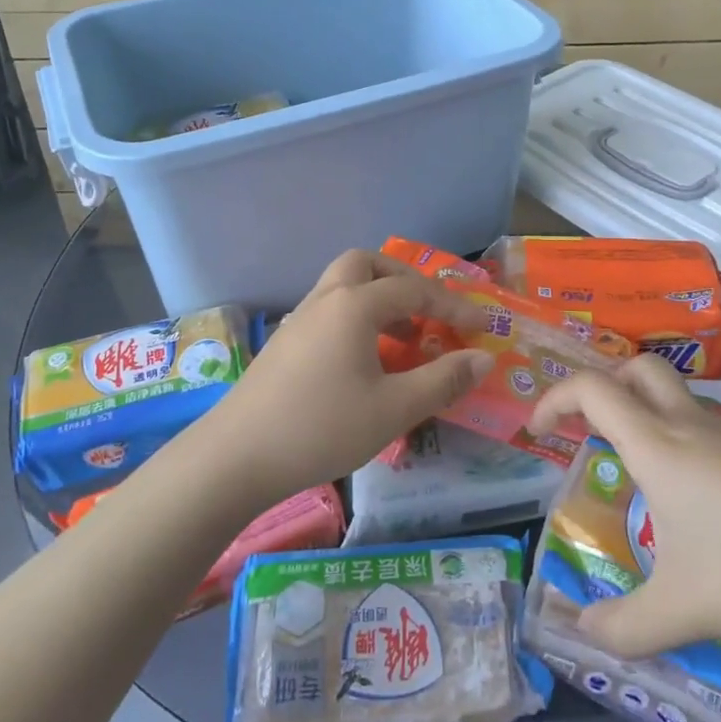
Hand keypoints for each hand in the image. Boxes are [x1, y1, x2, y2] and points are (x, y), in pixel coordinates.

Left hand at [209, 250, 492, 501]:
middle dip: (402, 279)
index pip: (414, 290)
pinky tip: (364, 360)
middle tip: (427, 308)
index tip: (481, 326)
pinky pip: (328, 311)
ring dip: (377, 298)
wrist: (236, 456)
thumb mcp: (393, 409)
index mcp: (354, 306)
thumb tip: (484, 358)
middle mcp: (325, 300)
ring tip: (402, 337)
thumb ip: (443, 380)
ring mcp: (298, 320)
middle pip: (366, 264)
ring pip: (342, 286)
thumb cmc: (322, 427)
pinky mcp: (284, 344)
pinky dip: (355, 318)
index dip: (452, 305)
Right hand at [530, 357, 720, 653]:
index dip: (554, 397)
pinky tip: (703, 501)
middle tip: (591, 430)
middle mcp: (690, 424)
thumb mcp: (683, 610)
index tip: (538, 430)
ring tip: (644, 475)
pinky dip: (684, 438)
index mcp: (658, 445)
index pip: (591, 389)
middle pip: (636, 369)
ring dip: (645, 412)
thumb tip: (582, 630)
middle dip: (603, 387)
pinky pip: (708, 424)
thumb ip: (624, 626)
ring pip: (676, 395)